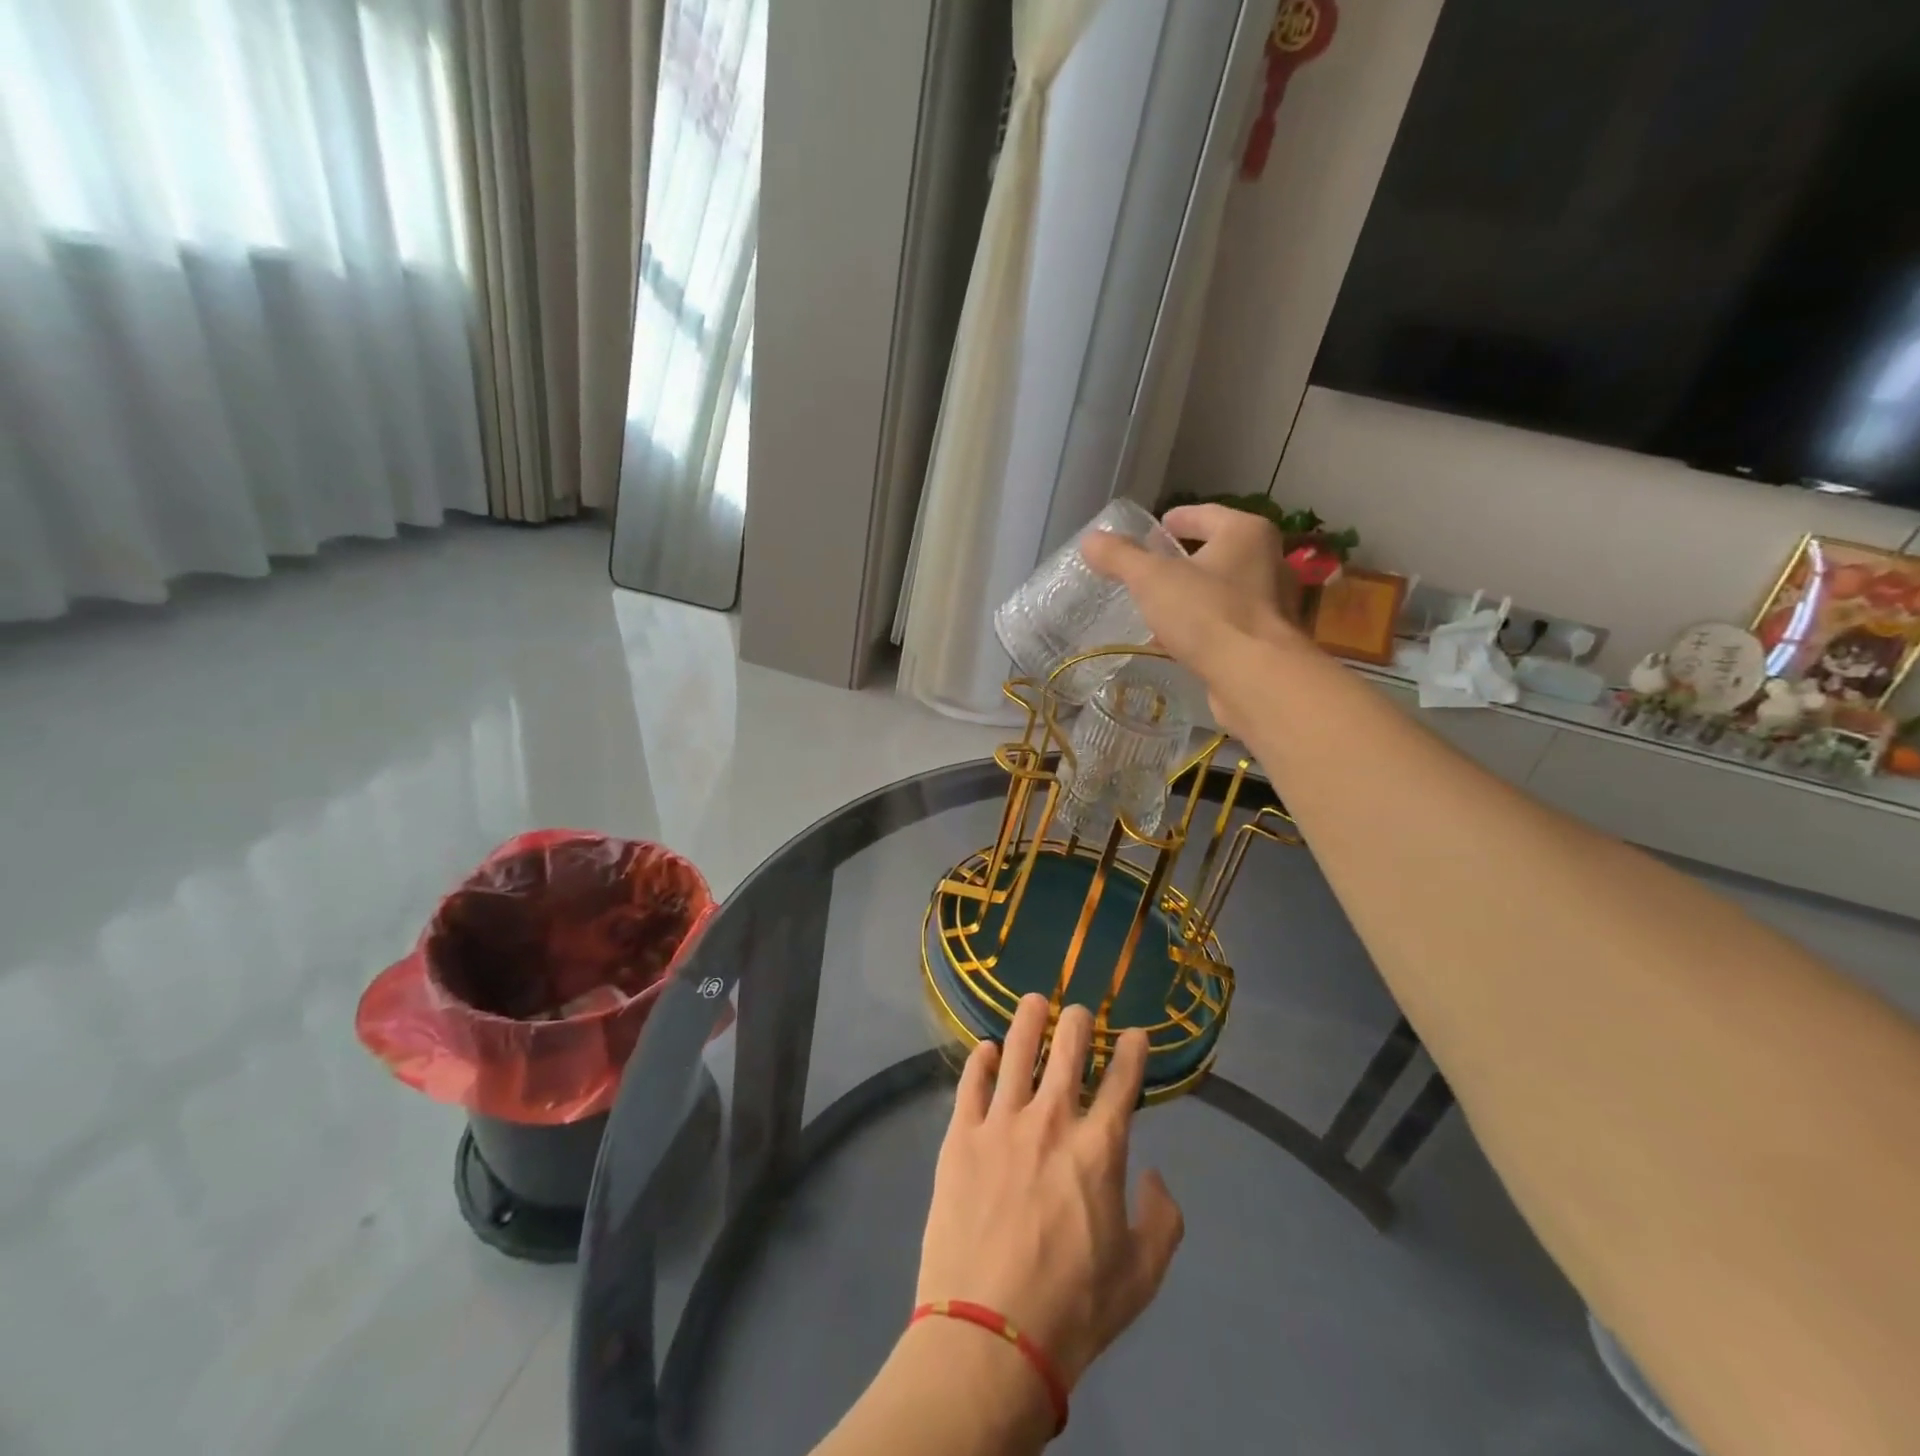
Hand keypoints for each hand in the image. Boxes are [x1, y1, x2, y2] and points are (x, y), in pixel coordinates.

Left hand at [916, 995, 1183, 1387]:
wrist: (990, 1334)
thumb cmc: (1074, 1308)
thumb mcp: (1142, 1275)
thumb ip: (1162, 1218)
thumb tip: (1155, 1174)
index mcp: (1099, 1148)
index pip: (1123, 1080)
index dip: (1133, 1050)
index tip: (1136, 1034)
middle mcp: (1051, 1119)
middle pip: (1068, 1048)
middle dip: (1079, 1021)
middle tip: (1080, 1012)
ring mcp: (1001, 1123)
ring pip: (1017, 1050)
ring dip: (1030, 1019)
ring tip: (1035, 1001)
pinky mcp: (960, 1136)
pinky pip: (971, 1082)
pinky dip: (982, 1059)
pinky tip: (987, 1049)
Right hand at [1082, 503, 1303, 728]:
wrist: (1255, 678)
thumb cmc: (1207, 614)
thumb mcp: (1152, 579)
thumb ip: (1120, 557)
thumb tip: (1090, 540)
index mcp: (1246, 533)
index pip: (1205, 514)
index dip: (1175, 519)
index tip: (1151, 531)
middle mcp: (1268, 561)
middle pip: (1217, 551)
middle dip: (1183, 560)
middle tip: (1148, 570)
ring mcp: (1272, 603)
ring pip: (1223, 589)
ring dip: (1193, 595)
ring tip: (1159, 607)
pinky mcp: (1267, 640)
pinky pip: (1227, 623)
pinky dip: (1203, 626)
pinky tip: (1178, 641)